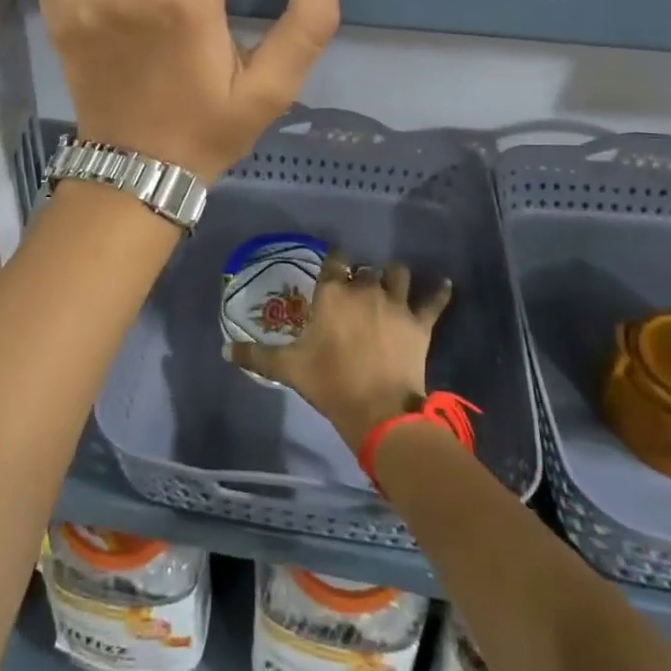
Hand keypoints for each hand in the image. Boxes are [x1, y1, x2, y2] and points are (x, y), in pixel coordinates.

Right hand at [228, 250, 452, 452]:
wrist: (378, 410)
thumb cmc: (328, 382)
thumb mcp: (287, 369)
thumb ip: (255, 356)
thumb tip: (224, 350)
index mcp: (332, 293)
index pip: (335, 260)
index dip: (336, 263)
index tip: (335, 270)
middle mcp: (364, 289)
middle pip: (365, 270)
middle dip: (362, 278)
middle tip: (358, 294)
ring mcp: (395, 303)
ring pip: (398, 274)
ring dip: (394, 278)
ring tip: (392, 285)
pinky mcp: (420, 322)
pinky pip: (434, 300)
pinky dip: (440, 291)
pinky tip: (445, 284)